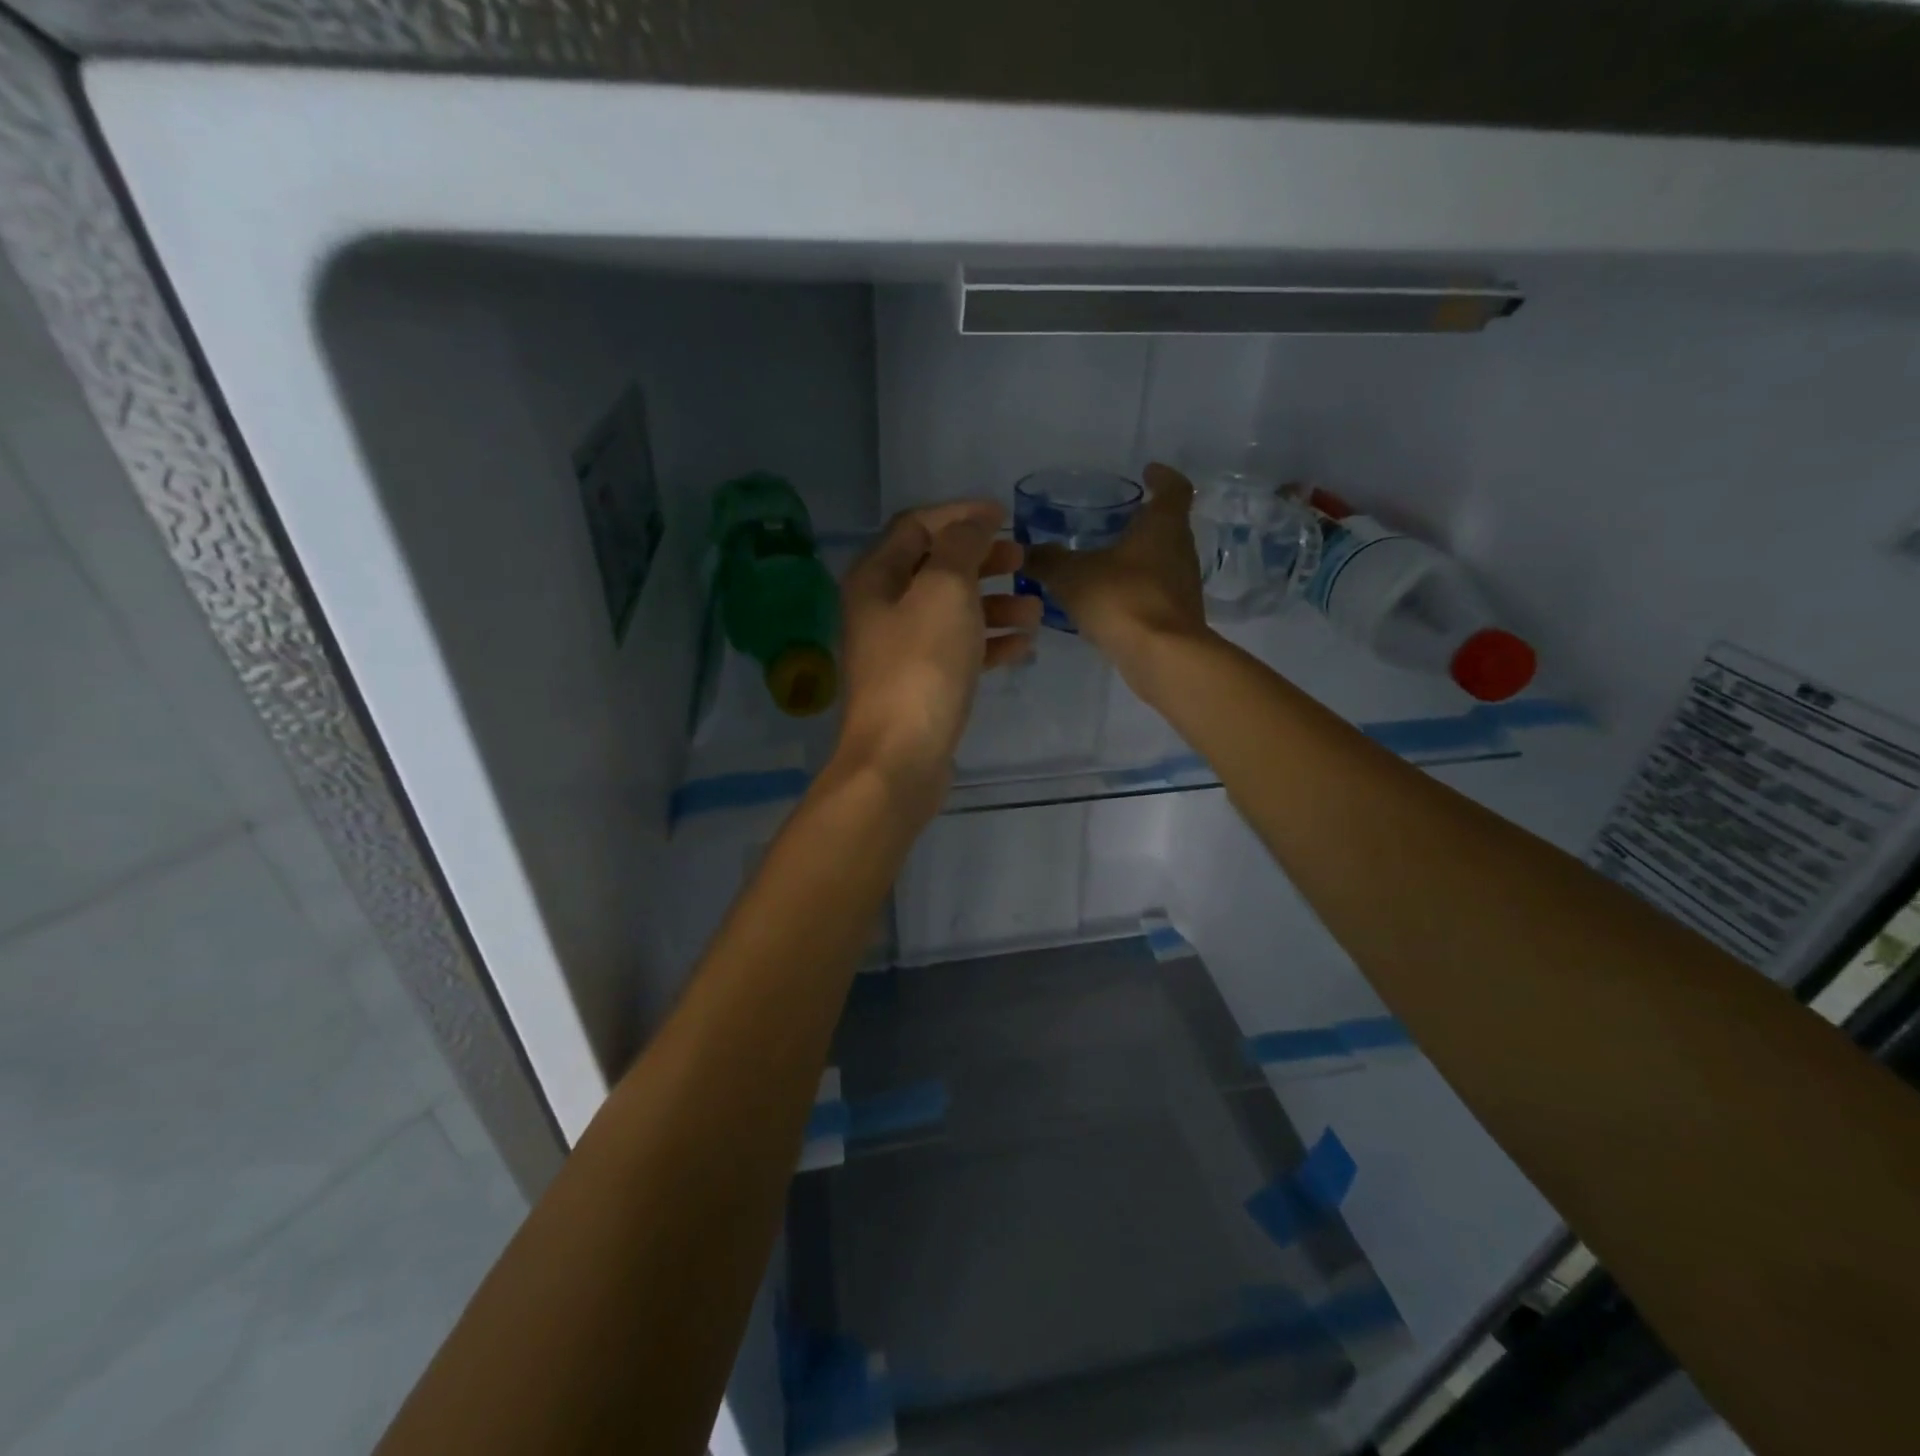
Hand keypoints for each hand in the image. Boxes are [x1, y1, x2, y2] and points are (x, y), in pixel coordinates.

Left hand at [833, 500, 1040, 810]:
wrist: (900, 758)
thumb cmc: (921, 666)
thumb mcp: (944, 591)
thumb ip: (960, 547)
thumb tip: (973, 523)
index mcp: (876, 578)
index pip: (916, 526)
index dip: (960, 515)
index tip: (1004, 515)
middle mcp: (882, 609)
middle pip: (935, 568)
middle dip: (982, 561)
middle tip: (1022, 560)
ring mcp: (900, 650)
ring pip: (951, 612)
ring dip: (993, 604)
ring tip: (1035, 610)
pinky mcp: (920, 684)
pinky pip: (958, 650)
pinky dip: (989, 642)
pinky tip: (1023, 645)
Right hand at [1023, 463, 1209, 678]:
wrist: (1162, 657)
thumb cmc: (1122, 599)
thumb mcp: (1073, 576)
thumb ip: (1048, 560)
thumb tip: (1026, 550)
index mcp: (1164, 526)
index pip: (1174, 488)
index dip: (1162, 477)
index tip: (1148, 472)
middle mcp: (1181, 551)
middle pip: (1168, 527)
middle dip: (1143, 522)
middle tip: (1115, 520)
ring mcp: (1183, 587)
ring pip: (1161, 562)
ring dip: (1138, 559)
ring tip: (1105, 562)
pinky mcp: (1177, 619)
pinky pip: (1154, 594)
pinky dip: (1134, 591)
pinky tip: (1107, 601)